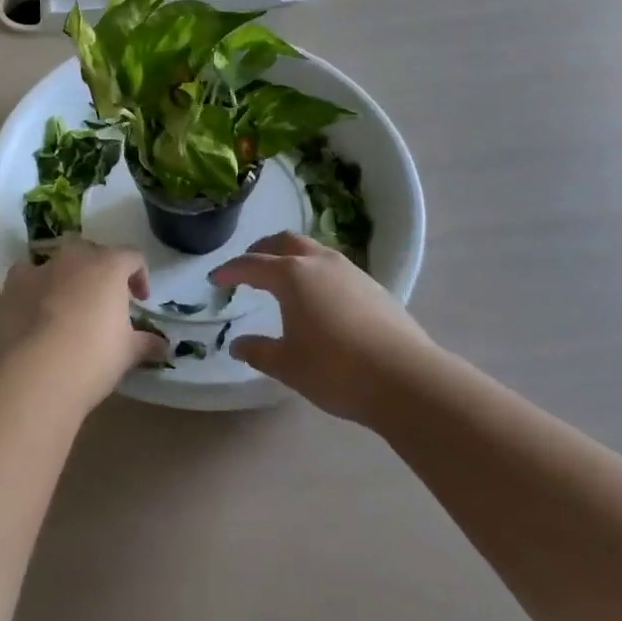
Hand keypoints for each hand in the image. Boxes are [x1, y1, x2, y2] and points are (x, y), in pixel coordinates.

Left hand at [1, 240, 167, 414]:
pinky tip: (36, 308)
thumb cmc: (94, 356)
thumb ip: (147, 343)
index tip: (140, 301)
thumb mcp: (128, 352)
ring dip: (68, 276)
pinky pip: (27, 274)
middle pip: (94, 253)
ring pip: (60, 261)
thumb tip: (165, 347)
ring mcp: (43, 267)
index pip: (132, 257)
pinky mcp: (15, 283)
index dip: (139, 276)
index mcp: (109, 266)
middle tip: (105, 302)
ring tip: (70, 305)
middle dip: (102, 272)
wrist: (39, 372)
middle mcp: (76, 257)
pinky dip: (34, 285)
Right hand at [210, 232, 429, 423]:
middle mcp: (318, 262)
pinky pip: (332, 266)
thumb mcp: (288, 365)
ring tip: (282, 279)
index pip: (251, 264)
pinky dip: (314, 271)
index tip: (215, 278)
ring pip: (312, 249)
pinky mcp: (372, 285)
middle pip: (284, 241)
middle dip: (261, 250)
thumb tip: (238, 345)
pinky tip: (318, 297)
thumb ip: (259, 351)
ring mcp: (349, 270)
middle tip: (248, 267)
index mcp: (291, 274)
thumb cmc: (336, 370)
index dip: (230, 270)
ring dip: (291, 257)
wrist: (406, 378)